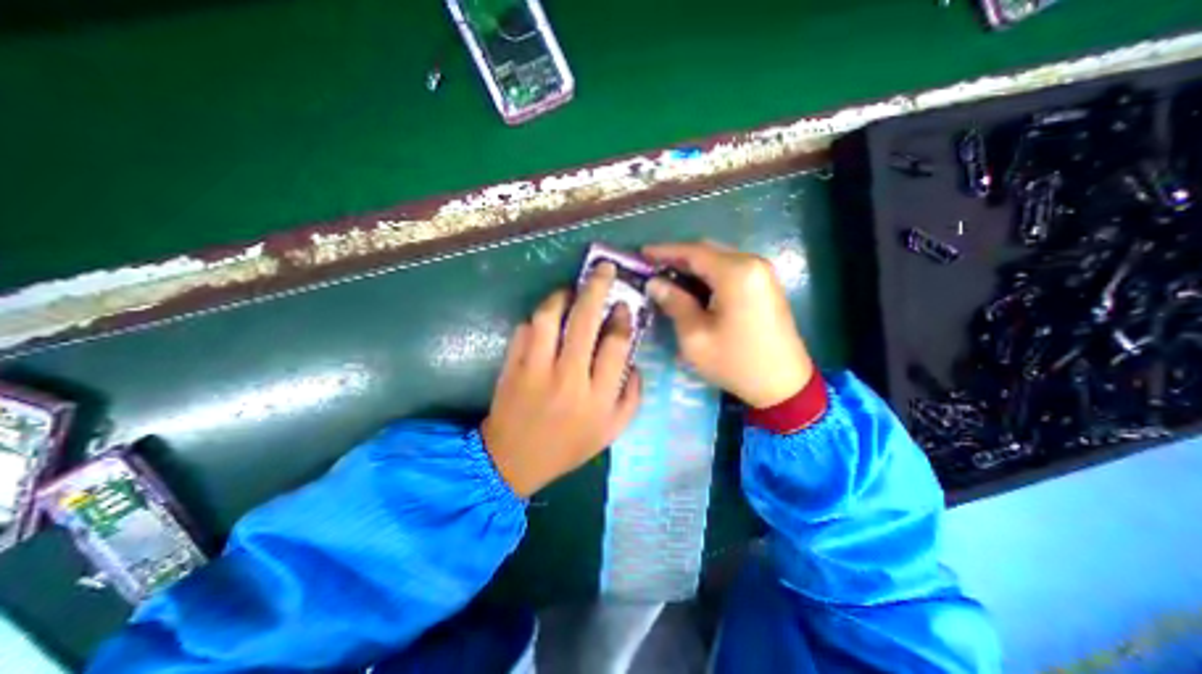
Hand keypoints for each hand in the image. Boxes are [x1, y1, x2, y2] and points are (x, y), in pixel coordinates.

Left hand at [483, 262, 643, 496]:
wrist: (513, 460)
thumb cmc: (567, 446)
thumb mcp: (611, 431)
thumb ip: (632, 396)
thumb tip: (634, 361)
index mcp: (597, 396)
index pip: (616, 344)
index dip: (622, 318)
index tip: (623, 305)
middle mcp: (568, 377)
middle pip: (584, 321)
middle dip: (596, 288)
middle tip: (603, 270)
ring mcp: (535, 369)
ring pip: (549, 317)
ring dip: (562, 297)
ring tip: (571, 291)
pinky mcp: (511, 365)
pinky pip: (524, 329)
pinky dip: (537, 318)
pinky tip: (547, 319)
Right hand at [643, 243, 811, 408]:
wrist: (783, 385)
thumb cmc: (735, 362)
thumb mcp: (695, 336)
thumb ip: (674, 303)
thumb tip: (654, 283)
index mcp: (736, 273)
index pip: (693, 252)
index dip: (664, 251)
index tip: (641, 254)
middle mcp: (752, 264)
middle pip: (707, 251)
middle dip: (677, 257)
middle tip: (652, 268)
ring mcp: (762, 273)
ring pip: (719, 259)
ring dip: (693, 267)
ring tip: (667, 278)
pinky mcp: (765, 285)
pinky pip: (731, 270)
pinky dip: (708, 275)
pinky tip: (693, 288)